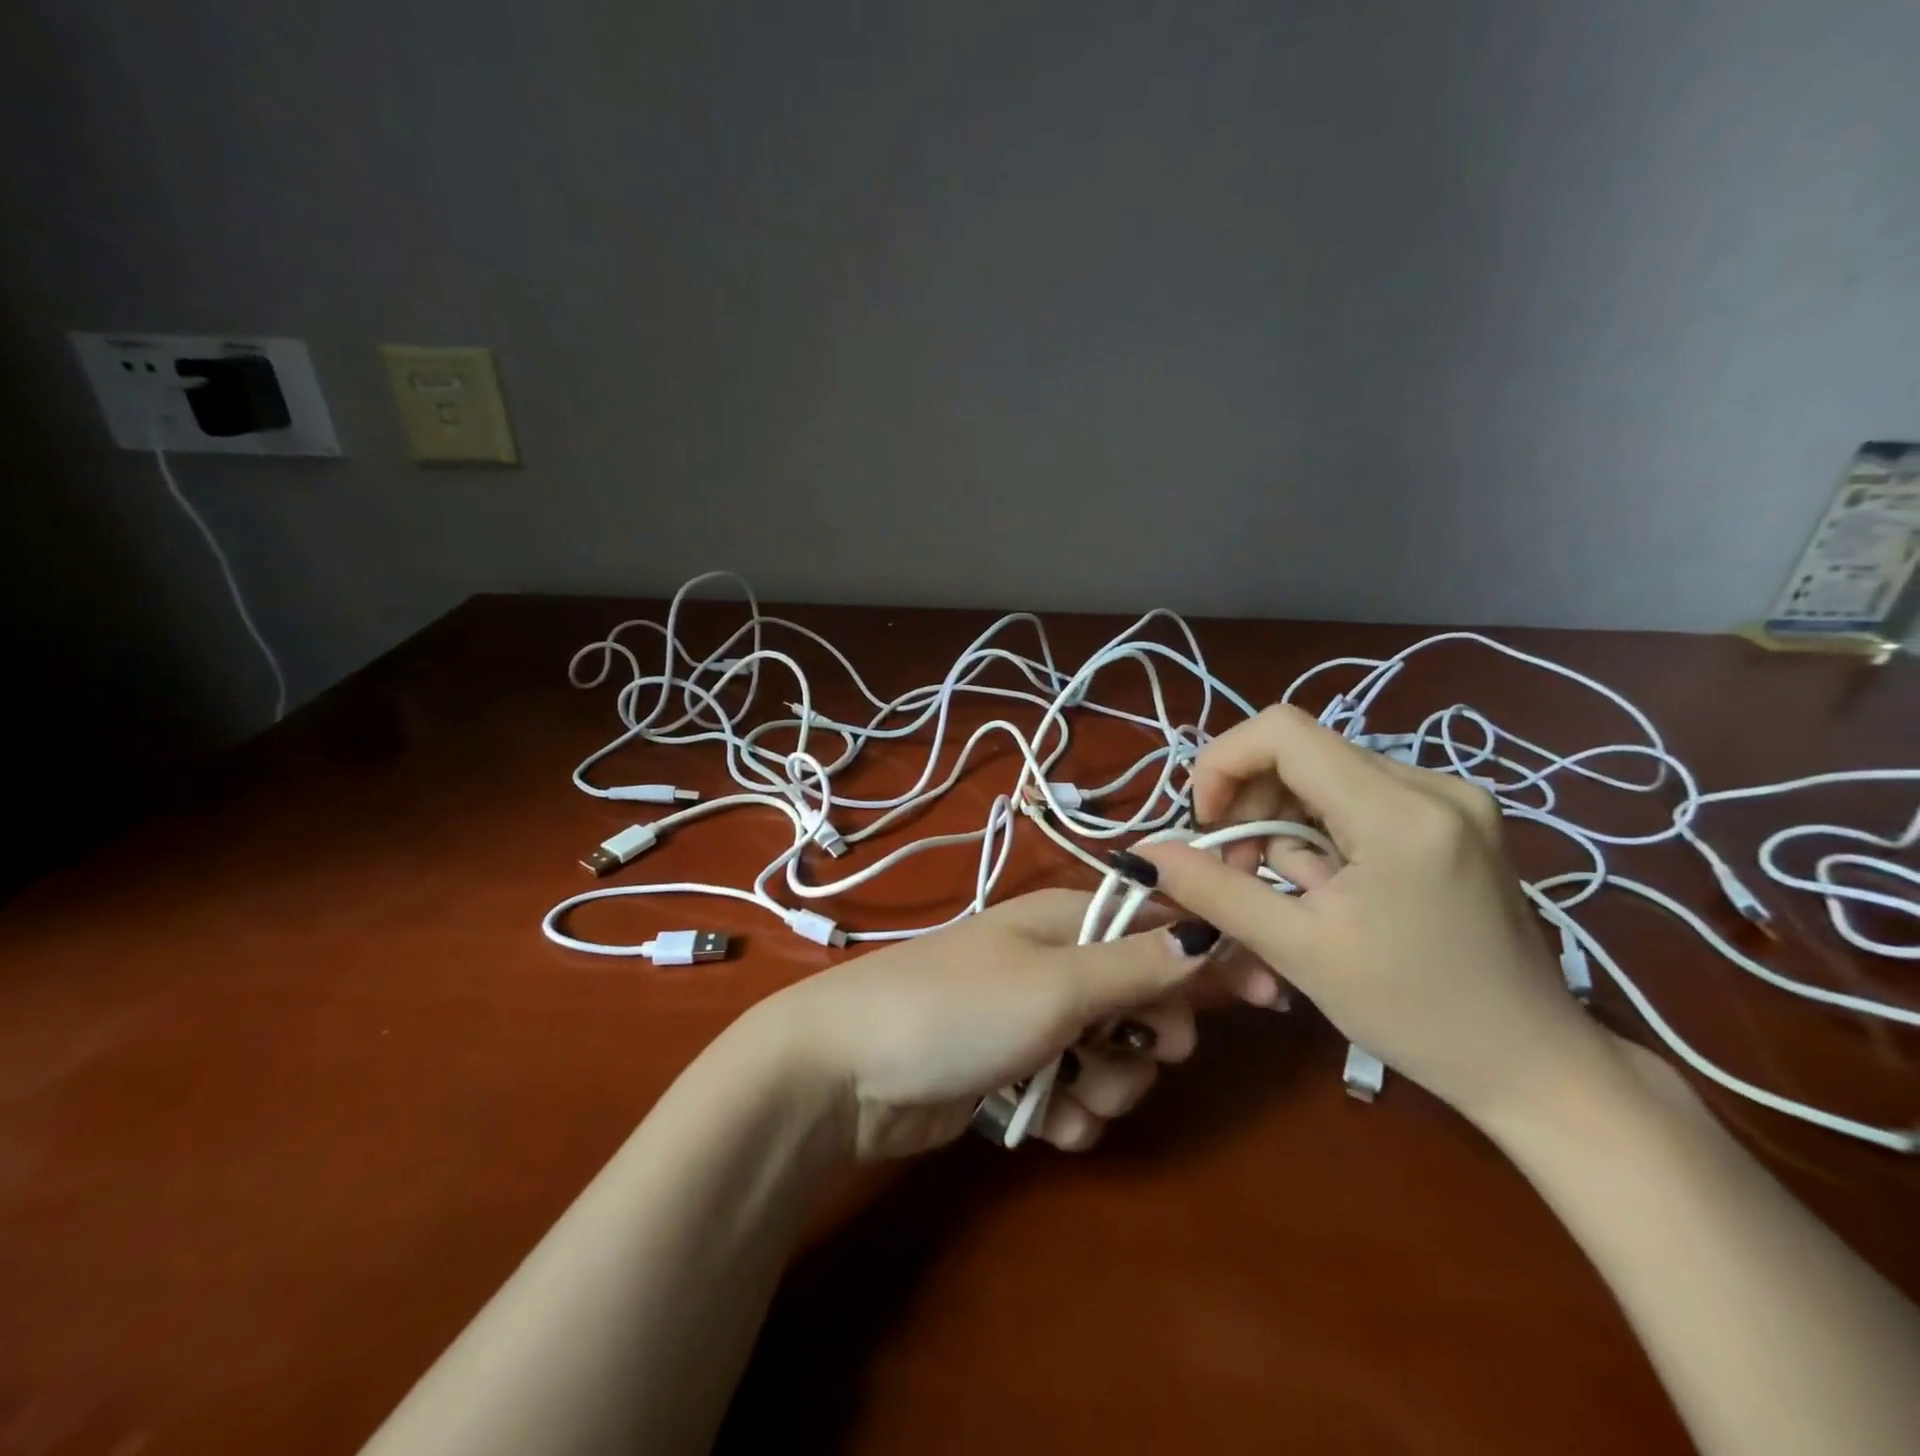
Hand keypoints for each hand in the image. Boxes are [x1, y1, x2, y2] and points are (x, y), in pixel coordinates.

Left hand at [752, 889, 1216, 1159]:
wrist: (846, 1070)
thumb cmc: (955, 1008)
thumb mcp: (1056, 984)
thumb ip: (1136, 964)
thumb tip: (1208, 934)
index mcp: (1068, 921)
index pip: (1161, 925)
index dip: (1212, 958)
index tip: (1265, 997)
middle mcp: (1055, 963)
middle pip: (1145, 998)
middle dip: (1149, 1040)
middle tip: (1131, 1053)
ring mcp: (1033, 1019)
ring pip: (1112, 1056)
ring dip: (1104, 1085)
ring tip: (1063, 1093)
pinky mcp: (1012, 1070)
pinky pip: (1071, 1092)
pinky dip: (1065, 1111)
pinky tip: (1037, 1120)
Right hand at [1130, 705, 1616, 1128]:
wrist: (1534, 1067)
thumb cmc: (1415, 1014)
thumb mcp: (1298, 950)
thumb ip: (1214, 890)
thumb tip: (1143, 853)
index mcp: (1400, 811)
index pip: (1282, 731)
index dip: (1223, 763)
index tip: (1207, 825)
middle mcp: (1433, 784)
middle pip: (1301, 754)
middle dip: (1252, 806)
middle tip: (1241, 873)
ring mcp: (1452, 798)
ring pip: (1325, 777)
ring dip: (1285, 825)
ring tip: (1292, 893)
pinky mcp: (1456, 819)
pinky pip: (1358, 798)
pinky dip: (1322, 833)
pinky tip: (1330, 886)